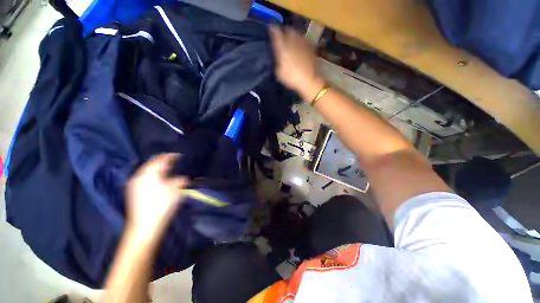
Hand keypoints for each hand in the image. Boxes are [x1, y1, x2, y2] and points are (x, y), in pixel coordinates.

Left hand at [125, 154, 188, 241]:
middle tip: (172, 161)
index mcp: (150, 174)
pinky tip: (156, 179)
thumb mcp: (176, 190)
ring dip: (156, 168)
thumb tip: (182, 178)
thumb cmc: (162, 205)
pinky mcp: (132, 192)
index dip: (170, 156)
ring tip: (165, 169)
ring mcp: (133, 184)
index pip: (160, 160)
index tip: (178, 155)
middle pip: (151, 164)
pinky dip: (151, 175)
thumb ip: (179, 180)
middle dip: (162, 161)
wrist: (144, 226)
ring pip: (146, 171)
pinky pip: (142, 177)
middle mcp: (139, 176)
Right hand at [269, 26, 324, 101]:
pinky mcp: (310, 46)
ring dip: (293, 35)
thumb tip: (277, 53)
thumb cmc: (292, 78)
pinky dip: (300, 41)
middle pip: (288, 29)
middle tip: (282, 35)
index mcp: (283, 46)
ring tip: (291, 40)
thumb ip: (277, 59)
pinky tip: (300, 46)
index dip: (273, 29)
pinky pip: (303, 39)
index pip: (276, 32)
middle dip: (284, 31)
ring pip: (296, 33)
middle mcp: (293, 40)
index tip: (270, 28)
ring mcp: (303, 42)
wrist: (309, 80)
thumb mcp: (279, 72)